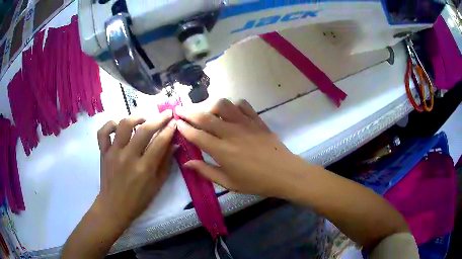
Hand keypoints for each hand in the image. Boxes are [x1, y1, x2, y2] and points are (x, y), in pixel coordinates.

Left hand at [95, 111, 175, 227]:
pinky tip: (118, 125)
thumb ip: (166, 164)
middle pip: (144, 130)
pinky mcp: (103, 152)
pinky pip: (103, 132)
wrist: (114, 207)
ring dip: (136, 117)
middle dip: (158, 119)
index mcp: (144, 169)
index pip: (159, 142)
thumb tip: (174, 145)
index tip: (175, 123)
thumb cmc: (138, 199)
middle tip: (166, 114)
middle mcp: (128, 157)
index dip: (169, 130)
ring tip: (143, 119)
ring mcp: (113, 153)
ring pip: (123, 125)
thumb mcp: (157, 185)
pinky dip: (111, 124)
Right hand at [175, 99, 306, 197]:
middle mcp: (230, 133)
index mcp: (222, 151)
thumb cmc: (256, 182)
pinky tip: (230, 110)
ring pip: (222, 105)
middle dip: (188, 111)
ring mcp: (245, 124)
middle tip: (179, 109)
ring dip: (209, 104)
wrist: (284, 174)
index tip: (176, 122)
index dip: (184, 127)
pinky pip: (242, 105)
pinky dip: (232, 104)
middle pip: (204, 116)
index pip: (196, 135)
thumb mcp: (228, 183)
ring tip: (205, 109)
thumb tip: (187, 163)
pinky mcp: (257, 120)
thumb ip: (206, 171)